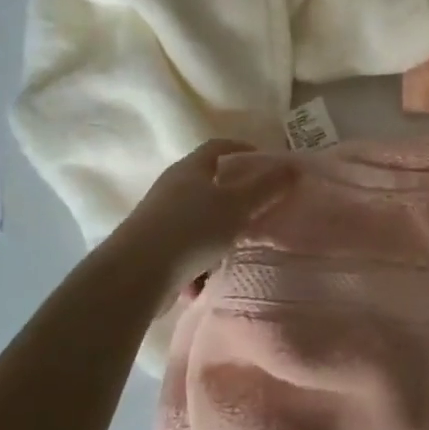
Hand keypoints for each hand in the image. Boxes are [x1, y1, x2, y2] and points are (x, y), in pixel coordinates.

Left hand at [112, 140, 296, 290]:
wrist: (135, 275)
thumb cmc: (191, 229)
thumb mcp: (237, 206)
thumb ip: (266, 187)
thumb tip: (293, 167)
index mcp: (190, 169)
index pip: (218, 147)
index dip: (243, 149)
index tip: (266, 162)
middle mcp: (171, 188)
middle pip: (207, 184)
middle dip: (234, 197)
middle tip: (259, 209)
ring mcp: (158, 219)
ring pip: (197, 221)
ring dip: (217, 235)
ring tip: (236, 251)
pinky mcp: (151, 249)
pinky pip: (184, 251)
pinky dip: (198, 264)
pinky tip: (205, 282)